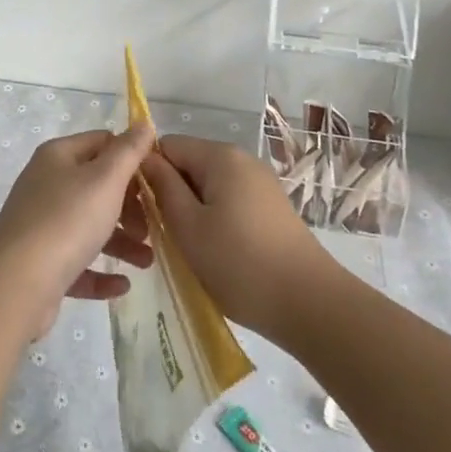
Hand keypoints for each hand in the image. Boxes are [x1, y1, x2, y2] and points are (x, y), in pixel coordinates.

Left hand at [0, 126, 154, 336]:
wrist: (16, 284)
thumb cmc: (66, 220)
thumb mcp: (105, 179)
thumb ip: (128, 151)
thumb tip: (143, 123)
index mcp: (58, 156)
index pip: (102, 142)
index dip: (131, 159)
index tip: (157, 183)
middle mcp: (46, 184)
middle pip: (97, 186)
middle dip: (129, 207)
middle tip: (150, 228)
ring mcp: (40, 224)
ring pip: (89, 226)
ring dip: (121, 242)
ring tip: (146, 263)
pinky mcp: (40, 262)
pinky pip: (77, 262)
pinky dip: (100, 272)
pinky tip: (122, 285)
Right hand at [143, 135, 336, 339]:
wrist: (310, 305)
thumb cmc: (239, 263)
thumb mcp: (188, 226)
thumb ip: (163, 187)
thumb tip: (145, 159)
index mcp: (220, 156)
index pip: (167, 146)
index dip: (148, 173)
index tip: (140, 210)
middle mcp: (242, 160)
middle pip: (189, 164)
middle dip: (170, 193)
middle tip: (159, 235)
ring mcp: (260, 185)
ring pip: (208, 187)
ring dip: (191, 211)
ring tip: (187, 249)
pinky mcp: (271, 209)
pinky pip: (229, 203)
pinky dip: (214, 222)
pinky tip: (215, 254)